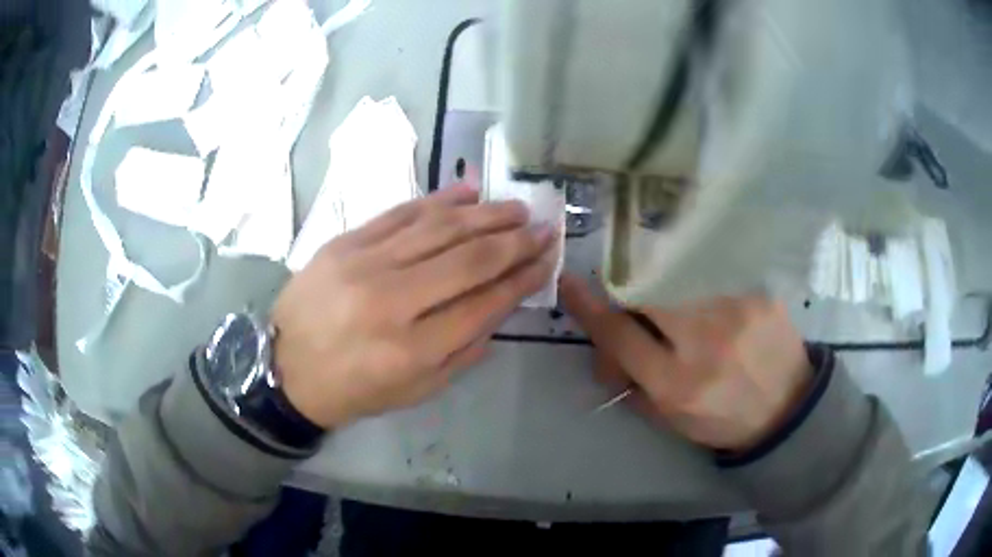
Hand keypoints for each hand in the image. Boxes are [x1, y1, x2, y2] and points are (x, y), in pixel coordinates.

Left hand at [273, 186, 557, 428]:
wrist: (284, 368)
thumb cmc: (354, 388)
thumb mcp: (416, 390)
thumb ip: (464, 351)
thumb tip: (501, 304)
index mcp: (412, 350)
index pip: (484, 303)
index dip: (522, 279)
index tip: (547, 260)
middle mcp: (391, 301)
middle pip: (468, 259)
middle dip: (515, 241)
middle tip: (543, 227)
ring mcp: (364, 264)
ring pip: (439, 228)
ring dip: (485, 214)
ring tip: (516, 208)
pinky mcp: (345, 243)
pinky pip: (400, 213)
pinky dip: (438, 200)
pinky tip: (468, 191)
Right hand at [560, 274, 811, 451]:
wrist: (787, 409)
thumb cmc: (724, 419)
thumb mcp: (672, 419)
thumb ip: (634, 383)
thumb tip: (608, 347)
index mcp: (677, 383)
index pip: (619, 334)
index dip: (589, 307)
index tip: (569, 283)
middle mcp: (705, 341)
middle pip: (646, 293)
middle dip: (632, 296)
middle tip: (640, 310)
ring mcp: (736, 310)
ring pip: (678, 279)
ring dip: (669, 293)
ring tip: (686, 316)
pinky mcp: (759, 293)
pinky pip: (712, 277)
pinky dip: (702, 288)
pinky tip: (717, 309)